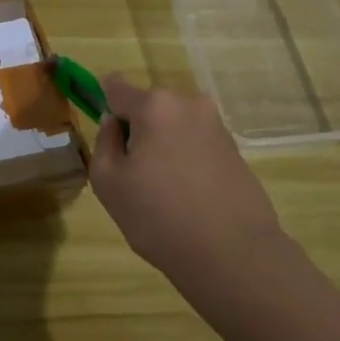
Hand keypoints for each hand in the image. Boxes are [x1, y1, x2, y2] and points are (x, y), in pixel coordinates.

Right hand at [89, 72, 339, 340]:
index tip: (103, 133)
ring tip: (162, 193)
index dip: (103, 103)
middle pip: (149, 108)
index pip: (116, 86)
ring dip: (163, 148)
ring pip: (174, 128)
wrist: (233, 254)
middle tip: (133, 175)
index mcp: (155, 106)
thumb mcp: (108, 182)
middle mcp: (190, 104)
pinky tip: (187, 199)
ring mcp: (218, 127)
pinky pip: (196, 146)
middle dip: (138, 132)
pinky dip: (186, 162)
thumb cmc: (158, 216)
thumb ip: (104, 143)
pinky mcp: (236, 151)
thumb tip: (115, 124)